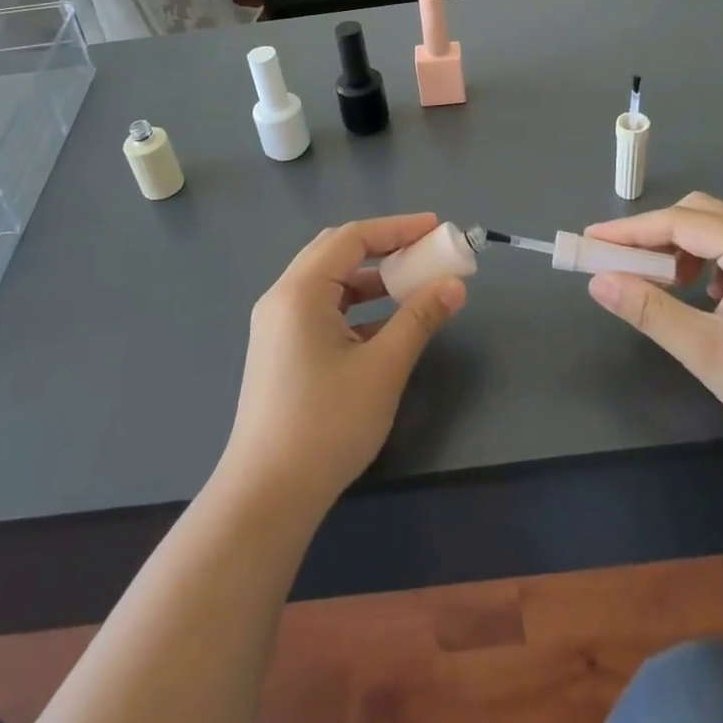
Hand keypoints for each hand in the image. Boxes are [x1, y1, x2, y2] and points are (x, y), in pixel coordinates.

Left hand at [222, 213, 466, 512]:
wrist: (268, 494)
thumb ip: (419, 318)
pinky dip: (355, 307)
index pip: (352, 237)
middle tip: (426, 253)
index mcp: (300, 291)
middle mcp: (282, 298)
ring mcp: (276, 325)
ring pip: (328, 282)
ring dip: (371, 279)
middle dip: (384, 247)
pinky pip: (321, 310)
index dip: (398, 228)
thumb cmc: (327, 424)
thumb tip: (455, 285)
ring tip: (412, 286)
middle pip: (336, 252)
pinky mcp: (279, 350)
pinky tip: (385, 326)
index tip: (437, 228)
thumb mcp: (383, 368)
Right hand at [584, 192, 722, 455]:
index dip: (630, 230)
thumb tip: (598, 281)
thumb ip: (649, 310)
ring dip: (681, 248)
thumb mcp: (706, 350)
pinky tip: (701, 297)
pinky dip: (706, 264)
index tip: (590, 240)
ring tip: (659, 282)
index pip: (681, 222)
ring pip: (720, 232)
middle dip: (656, 234)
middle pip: (702, 215)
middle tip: (621, 261)